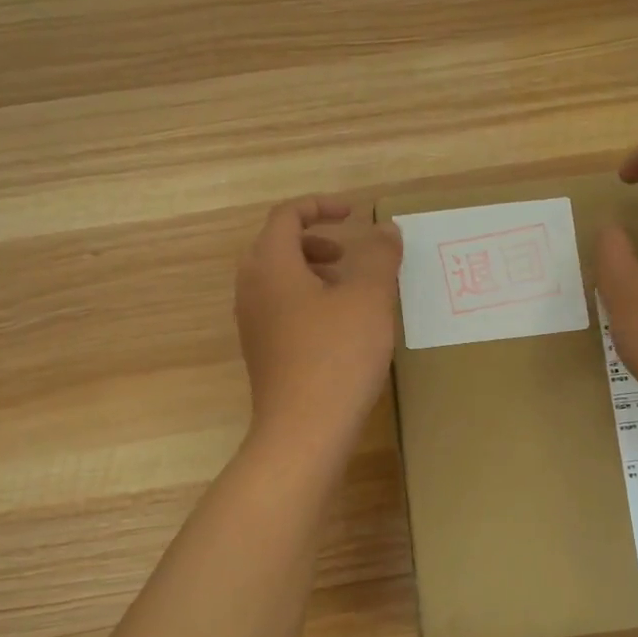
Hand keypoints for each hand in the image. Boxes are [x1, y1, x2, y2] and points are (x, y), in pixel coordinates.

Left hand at [235, 197, 402, 456]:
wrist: (305, 430)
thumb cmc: (337, 355)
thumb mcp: (369, 298)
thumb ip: (379, 256)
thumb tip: (385, 229)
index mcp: (271, 264)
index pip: (287, 216)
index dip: (321, 206)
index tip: (354, 214)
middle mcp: (252, 289)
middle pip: (277, 246)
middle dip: (315, 241)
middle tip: (348, 254)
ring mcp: (252, 324)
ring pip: (279, 280)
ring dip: (313, 273)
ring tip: (351, 291)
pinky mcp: (262, 353)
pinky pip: (280, 309)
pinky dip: (307, 301)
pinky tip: (341, 328)